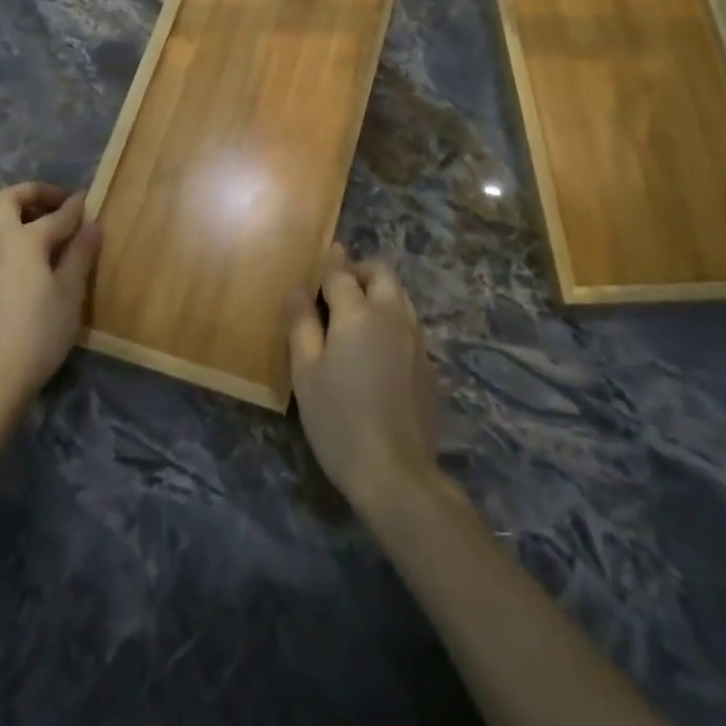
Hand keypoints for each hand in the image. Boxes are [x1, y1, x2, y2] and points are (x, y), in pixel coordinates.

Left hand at [0, 182, 100, 431]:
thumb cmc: (40, 334)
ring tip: (35, 221)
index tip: (87, 199)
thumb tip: (91, 225)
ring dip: (11, 209)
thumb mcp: (70, 293)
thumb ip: (80, 254)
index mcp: (22, 240)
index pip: (55, 216)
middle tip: (58, 203)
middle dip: (34, 193)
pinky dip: (0, 229)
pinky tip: (19, 251)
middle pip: (7, 199)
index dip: (74, 206)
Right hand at [288, 244, 440, 516]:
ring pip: (400, 296)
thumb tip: (297, 290)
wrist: (396, 473)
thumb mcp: (306, 372)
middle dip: (360, 269)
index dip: (330, 261)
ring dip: (379, 291)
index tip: (325, 252)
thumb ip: (301, 324)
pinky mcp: (428, 365)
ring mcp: (416, 340)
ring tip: (355, 312)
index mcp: (359, 314)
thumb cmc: (338, 420)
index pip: (342, 273)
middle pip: (382, 273)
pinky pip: (409, 322)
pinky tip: (375, 345)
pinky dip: (391, 316)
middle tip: (337, 285)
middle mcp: (393, 317)